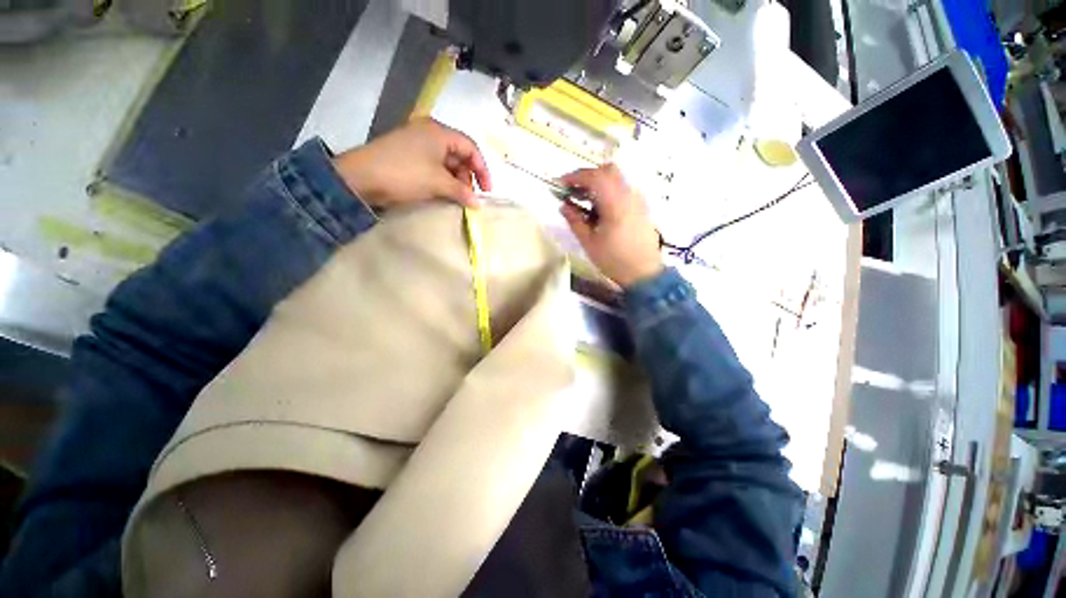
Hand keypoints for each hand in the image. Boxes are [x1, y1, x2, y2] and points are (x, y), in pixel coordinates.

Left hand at [332, 118, 491, 208]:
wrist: (360, 178)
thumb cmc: (405, 174)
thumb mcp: (438, 183)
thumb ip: (462, 192)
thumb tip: (478, 203)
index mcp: (439, 132)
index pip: (471, 148)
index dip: (482, 170)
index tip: (487, 191)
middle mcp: (429, 133)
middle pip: (459, 155)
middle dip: (467, 177)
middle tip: (468, 197)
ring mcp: (416, 143)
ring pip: (446, 162)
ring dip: (455, 181)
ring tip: (456, 198)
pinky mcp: (407, 155)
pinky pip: (433, 166)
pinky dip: (441, 180)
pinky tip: (442, 193)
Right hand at [560, 164, 662, 287]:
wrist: (644, 273)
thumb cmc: (614, 260)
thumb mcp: (589, 243)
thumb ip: (575, 221)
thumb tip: (563, 206)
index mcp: (615, 203)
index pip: (594, 177)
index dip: (575, 176)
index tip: (561, 184)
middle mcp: (629, 195)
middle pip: (608, 171)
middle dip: (587, 176)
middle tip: (573, 190)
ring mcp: (637, 200)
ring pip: (617, 179)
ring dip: (598, 183)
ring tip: (583, 200)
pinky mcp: (641, 207)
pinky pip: (623, 189)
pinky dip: (608, 190)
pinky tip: (599, 209)